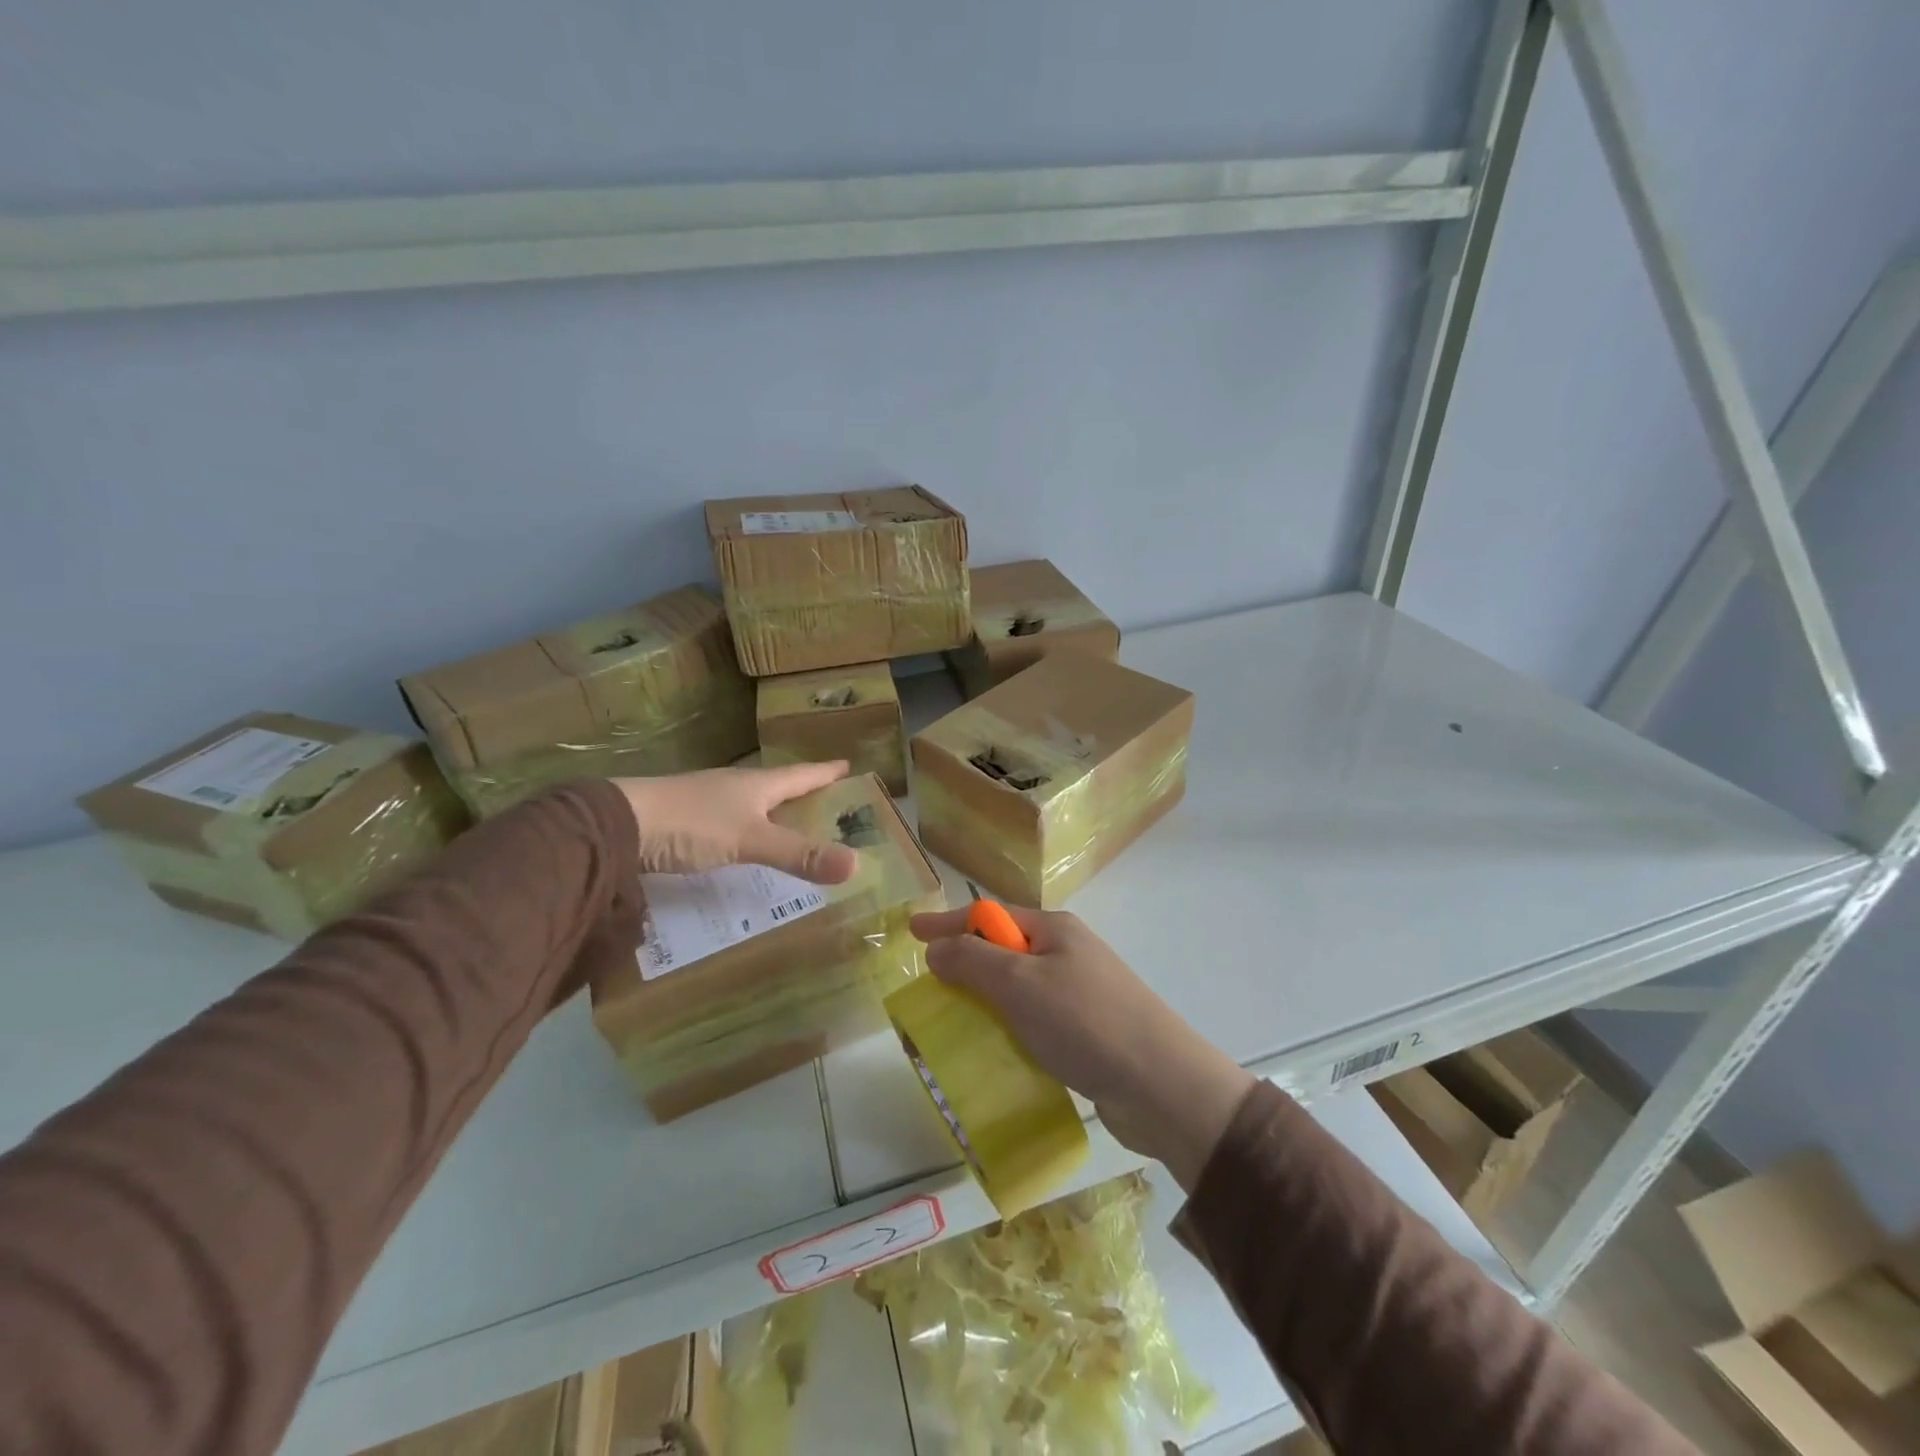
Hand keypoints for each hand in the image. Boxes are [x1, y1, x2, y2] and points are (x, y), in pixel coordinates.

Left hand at [614, 762, 859, 882]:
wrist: (618, 825)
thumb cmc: (691, 824)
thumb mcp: (751, 839)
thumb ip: (799, 854)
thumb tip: (856, 864)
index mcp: (757, 784)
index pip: (802, 774)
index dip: (826, 772)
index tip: (848, 765)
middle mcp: (735, 787)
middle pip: (779, 787)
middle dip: (804, 792)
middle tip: (829, 799)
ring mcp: (708, 803)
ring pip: (753, 804)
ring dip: (776, 812)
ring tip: (794, 824)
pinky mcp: (686, 823)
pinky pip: (731, 825)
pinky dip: (750, 833)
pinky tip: (747, 846)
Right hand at [908, 905, 1255, 1190]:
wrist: (1162, 1086)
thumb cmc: (1085, 1022)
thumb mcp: (1019, 984)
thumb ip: (973, 961)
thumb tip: (937, 947)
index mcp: (1054, 930)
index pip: (990, 915)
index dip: (948, 922)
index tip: (911, 932)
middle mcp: (1068, 953)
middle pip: (1004, 949)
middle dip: (965, 964)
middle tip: (930, 985)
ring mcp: (1080, 993)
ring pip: (1018, 989)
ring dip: (986, 1002)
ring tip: (955, 1025)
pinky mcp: (1087, 1032)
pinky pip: (1034, 1021)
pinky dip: (1010, 1030)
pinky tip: (997, 1053)